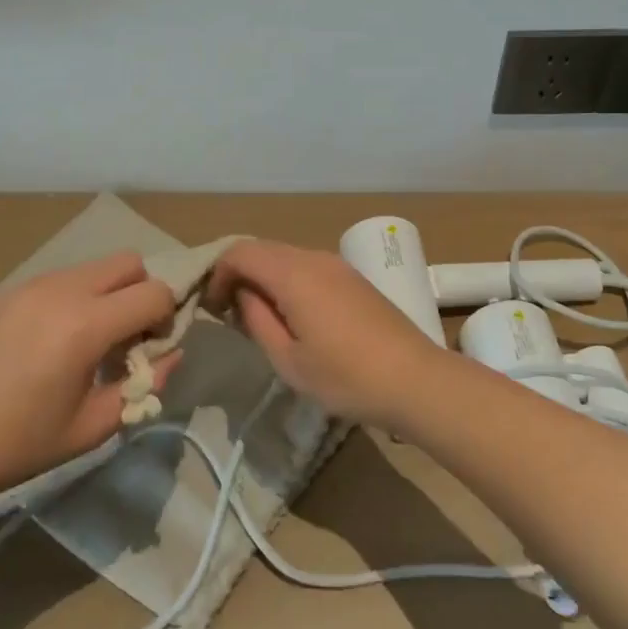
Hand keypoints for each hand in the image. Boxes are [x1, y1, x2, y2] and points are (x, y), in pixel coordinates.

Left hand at [0, 252, 178, 516]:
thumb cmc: (17, 444)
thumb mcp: (91, 427)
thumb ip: (142, 386)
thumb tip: (170, 355)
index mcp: (85, 324)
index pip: (155, 292)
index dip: (166, 317)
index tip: (149, 349)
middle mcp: (62, 290)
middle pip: (129, 262)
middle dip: (140, 293)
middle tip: (124, 337)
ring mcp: (31, 285)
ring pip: (94, 266)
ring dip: (107, 293)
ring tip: (85, 341)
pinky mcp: (7, 291)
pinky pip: (61, 278)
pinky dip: (75, 296)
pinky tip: (50, 341)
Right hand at [207, 240, 445, 425]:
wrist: (415, 379)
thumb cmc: (346, 376)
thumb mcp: (288, 360)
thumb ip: (257, 320)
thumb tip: (243, 295)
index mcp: (293, 274)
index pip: (241, 252)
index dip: (218, 274)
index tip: (213, 308)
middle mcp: (315, 257)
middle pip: (263, 249)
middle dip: (239, 274)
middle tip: (229, 313)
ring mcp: (338, 265)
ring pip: (286, 257)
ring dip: (265, 278)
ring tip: (260, 318)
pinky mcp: (354, 278)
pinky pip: (308, 266)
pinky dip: (288, 281)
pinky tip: (294, 315)